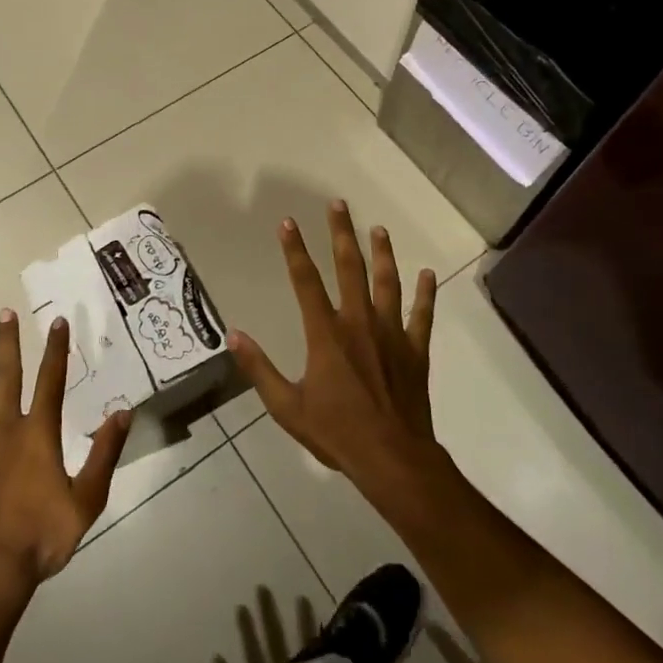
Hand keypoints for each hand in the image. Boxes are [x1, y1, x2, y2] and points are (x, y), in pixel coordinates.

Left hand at [0, 310, 131, 593]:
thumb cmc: (42, 536)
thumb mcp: (87, 498)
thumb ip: (105, 453)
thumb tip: (123, 412)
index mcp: (38, 434)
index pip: (51, 380)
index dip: (56, 349)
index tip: (57, 321)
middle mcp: (5, 429)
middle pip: (7, 377)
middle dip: (8, 343)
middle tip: (4, 313)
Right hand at [228, 201, 445, 506]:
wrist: (392, 458)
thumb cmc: (336, 433)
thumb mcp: (286, 406)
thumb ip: (259, 368)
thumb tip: (233, 335)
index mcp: (326, 334)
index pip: (305, 280)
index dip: (294, 249)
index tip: (288, 222)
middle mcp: (358, 322)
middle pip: (349, 268)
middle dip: (341, 234)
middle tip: (338, 205)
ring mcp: (391, 333)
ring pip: (387, 282)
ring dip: (382, 253)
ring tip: (378, 229)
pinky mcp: (415, 350)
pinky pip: (422, 315)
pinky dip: (426, 294)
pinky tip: (429, 274)